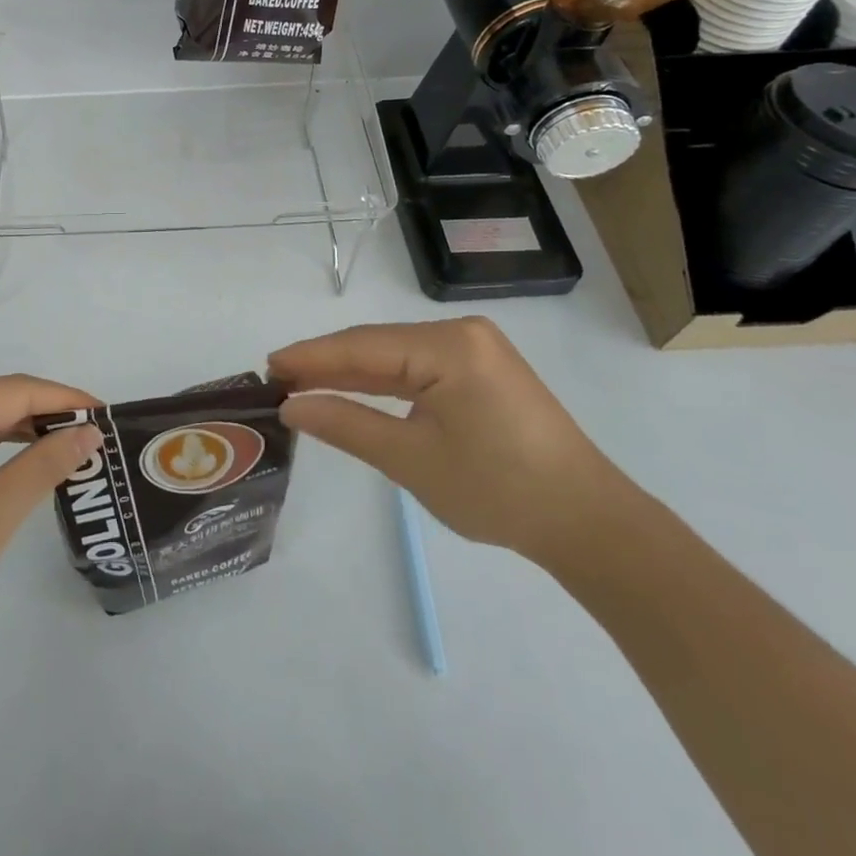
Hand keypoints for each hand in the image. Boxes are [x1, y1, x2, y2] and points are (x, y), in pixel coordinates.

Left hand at [0, 376, 101, 641]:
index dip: (65, 399)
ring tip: (72, 446)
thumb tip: (90, 432)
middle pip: (0, 398)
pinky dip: (0, 444)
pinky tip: (28, 458)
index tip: (107, 415)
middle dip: (48, 414)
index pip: (16, 390)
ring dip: (26, 429)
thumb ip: (46, 464)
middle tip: (95, 435)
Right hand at [270, 318, 626, 562]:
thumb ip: (346, 424)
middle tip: (278, 381)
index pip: (363, 345)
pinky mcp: (482, 369)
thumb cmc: (498, 491)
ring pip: (396, 355)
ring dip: (352, 372)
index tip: (266, 367)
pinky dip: (384, 380)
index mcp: (449, 346)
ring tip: (304, 385)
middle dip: (328, 364)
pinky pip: (419, 367)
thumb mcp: (411, 460)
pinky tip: (354, 389)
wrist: (588, 522)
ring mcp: (475, 349)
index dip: (311, 357)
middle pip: (378, 344)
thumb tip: (292, 406)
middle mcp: (462, 333)